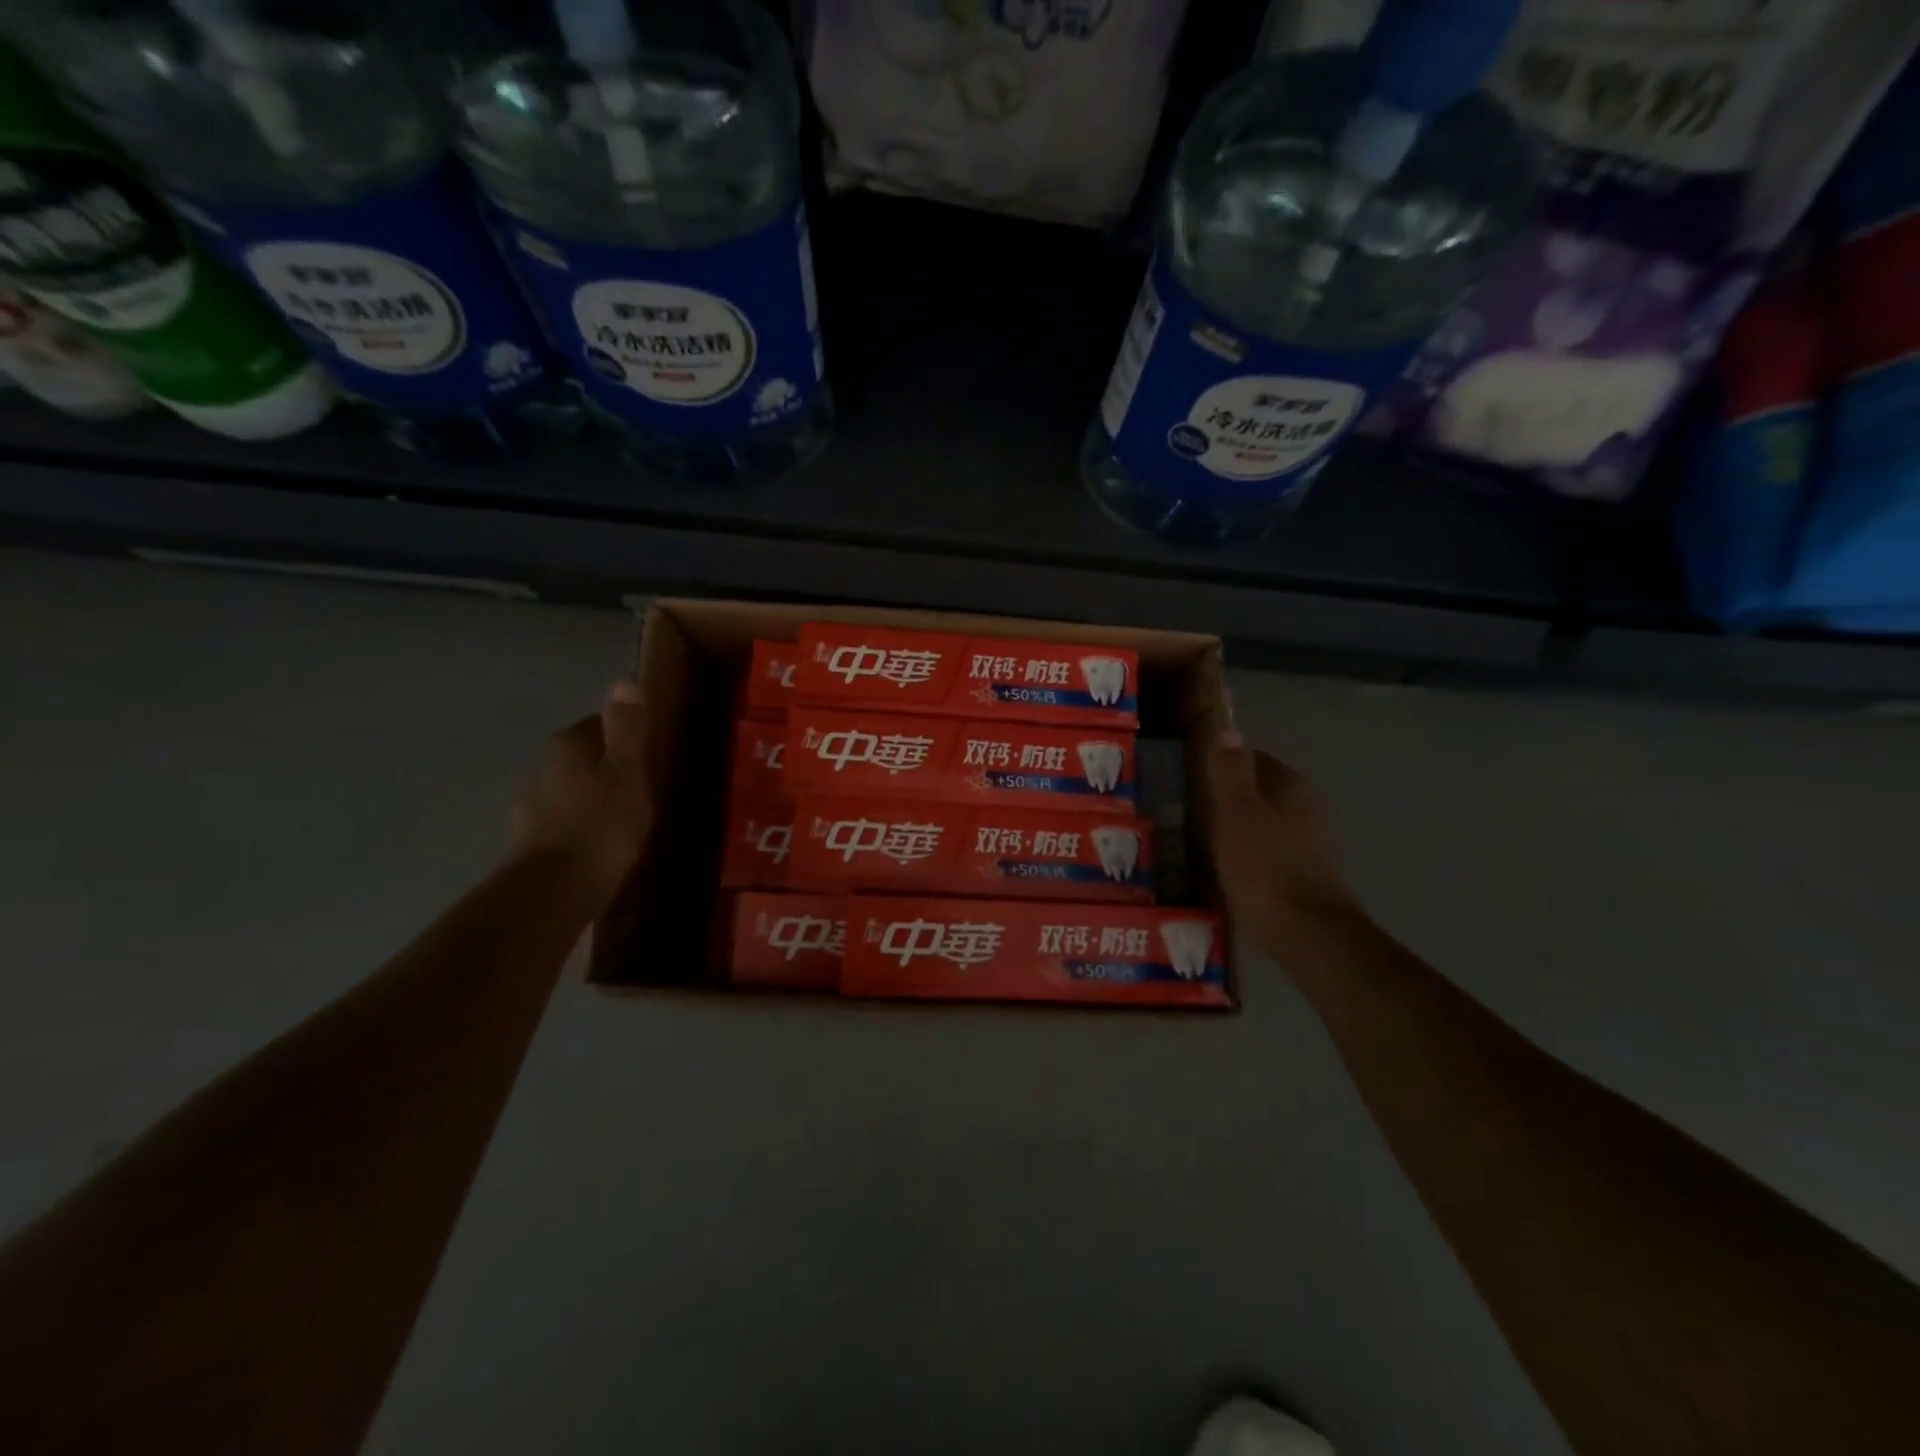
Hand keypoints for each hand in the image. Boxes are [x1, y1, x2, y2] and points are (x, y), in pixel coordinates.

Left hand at [510, 681, 652, 905]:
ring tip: (624, 821)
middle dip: (608, 768)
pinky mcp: (529, 843)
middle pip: (582, 758)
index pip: (598, 724)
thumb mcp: (627, 774)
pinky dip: (581, 829)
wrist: (552, 893)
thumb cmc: (601, 827)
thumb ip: (626, 731)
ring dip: (593, 800)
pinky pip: (563, 824)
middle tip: (642, 788)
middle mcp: (542, 769)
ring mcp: (531, 807)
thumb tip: (623, 682)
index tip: (649, 753)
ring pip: (571, 792)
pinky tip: (600, 847)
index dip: (625, 735)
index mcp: (568, 747)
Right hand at [1207, 729, 1358, 955]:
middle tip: (1191, 814)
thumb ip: (1230, 771)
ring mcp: (1314, 844)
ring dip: (1241, 830)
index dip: (1223, 766)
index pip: (1254, 758)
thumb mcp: (1236, 814)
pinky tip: (1231, 873)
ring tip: (1204, 845)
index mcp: (1292, 786)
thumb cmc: (1265, 868)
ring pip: (1267, 824)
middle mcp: (1310, 808)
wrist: (1309, 935)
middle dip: (1231, 800)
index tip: (1193, 779)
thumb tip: (1228, 729)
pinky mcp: (1311, 876)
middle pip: (1262, 792)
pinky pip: (1273, 854)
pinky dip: (1252, 857)